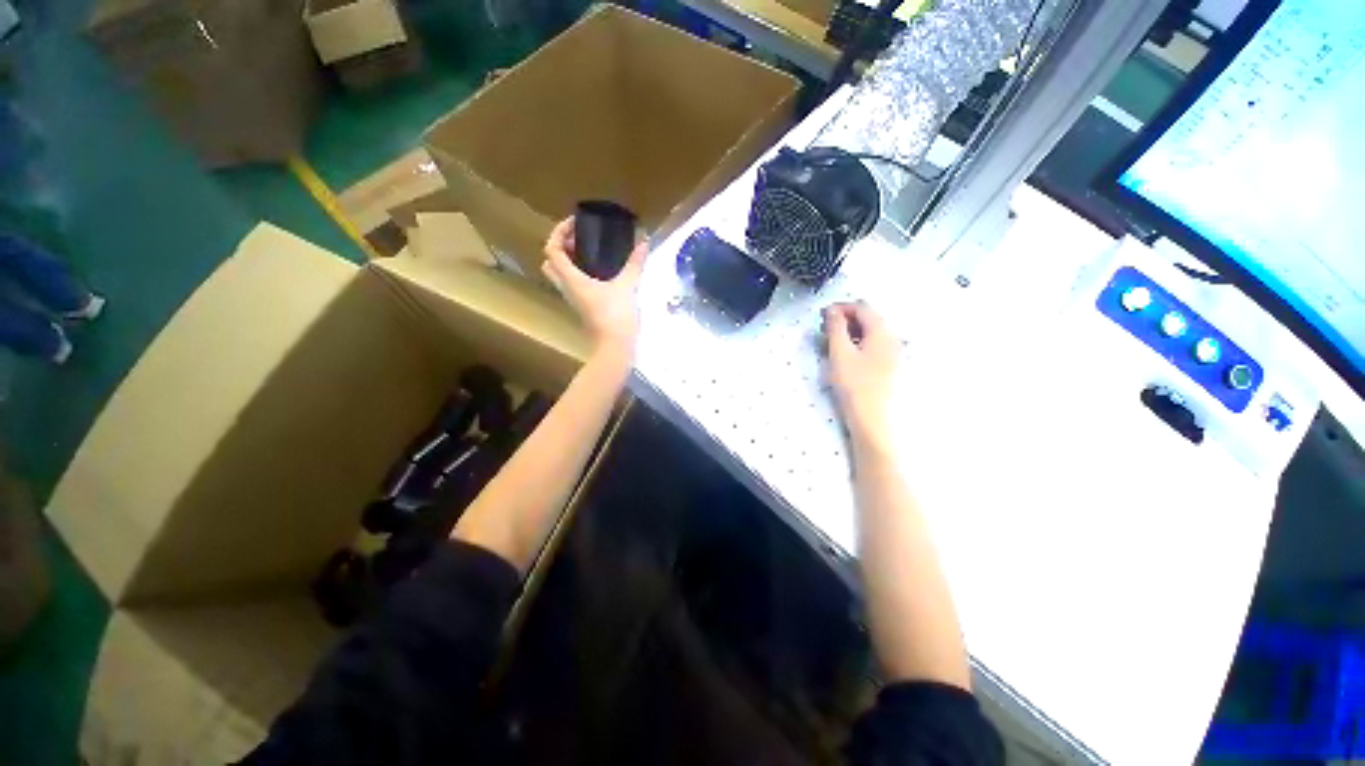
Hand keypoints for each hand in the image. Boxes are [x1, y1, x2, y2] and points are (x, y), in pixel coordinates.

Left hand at [542, 217, 647, 360]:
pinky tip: (602, 272)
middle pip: (551, 263)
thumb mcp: (627, 286)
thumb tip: (644, 241)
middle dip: (561, 247)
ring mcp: (575, 300)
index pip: (552, 249)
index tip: (576, 223)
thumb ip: (634, 263)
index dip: (559, 232)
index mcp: (571, 279)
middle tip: (580, 240)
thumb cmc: (616, 315)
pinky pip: (575, 285)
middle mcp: (567, 288)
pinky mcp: (584, 308)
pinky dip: (582, 274)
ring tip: (592, 252)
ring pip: (562, 275)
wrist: (615, 347)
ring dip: (570, 261)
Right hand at [825, 302, 898, 449]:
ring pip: (869, 333)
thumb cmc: (854, 383)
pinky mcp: (888, 366)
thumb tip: (832, 310)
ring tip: (830, 343)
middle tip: (824, 329)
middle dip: (845, 319)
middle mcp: (891, 338)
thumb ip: (835, 327)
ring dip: (849, 332)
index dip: (841, 307)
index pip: (861, 307)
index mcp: (881, 331)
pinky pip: (871, 345)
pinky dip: (856, 343)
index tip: (822, 315)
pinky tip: (844, 355)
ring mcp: (892, 353)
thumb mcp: (840, 352)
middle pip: (868, 318)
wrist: (872, 417)